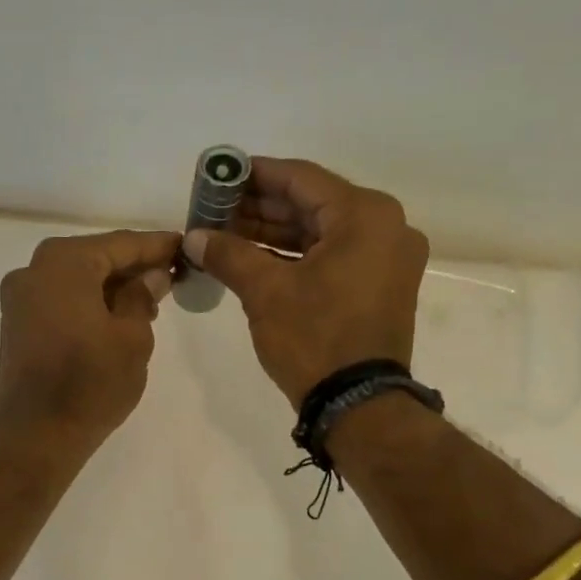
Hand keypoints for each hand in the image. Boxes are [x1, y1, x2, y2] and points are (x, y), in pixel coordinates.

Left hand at [0, 230, 179, 450]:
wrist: (38, 433)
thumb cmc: (92, 382)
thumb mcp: (132, 337)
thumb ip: (142, 296)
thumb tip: (151, 276)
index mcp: (64, 262)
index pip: (121, 243)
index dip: (156, 246)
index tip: (184, 247)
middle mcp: (33, 269)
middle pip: (95, 257)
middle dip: (133, 266)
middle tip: (170, 276)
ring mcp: (19, 297)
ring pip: (76, 279)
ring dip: (110, 286)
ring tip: (149, 301)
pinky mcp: (16, 324)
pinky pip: (60, 300)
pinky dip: (87, 302)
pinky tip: (115, 317)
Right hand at [182, 158, 428, 406]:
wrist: (358, 404)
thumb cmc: (315, 338)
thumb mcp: (265, 292)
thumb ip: (229, 254)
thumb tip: (193, 237)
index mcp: (365, 215)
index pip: (300, 179)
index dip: (254, 175)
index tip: (219, 175)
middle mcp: (385, 227)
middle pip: (312, 204)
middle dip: (260, 207)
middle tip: (215, 209)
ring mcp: (387, 258)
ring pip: (321, 232)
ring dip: (275, 233)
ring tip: (226, 233)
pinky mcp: (380, 286)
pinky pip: (333, 256)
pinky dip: (296, 256)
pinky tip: (255, 257)